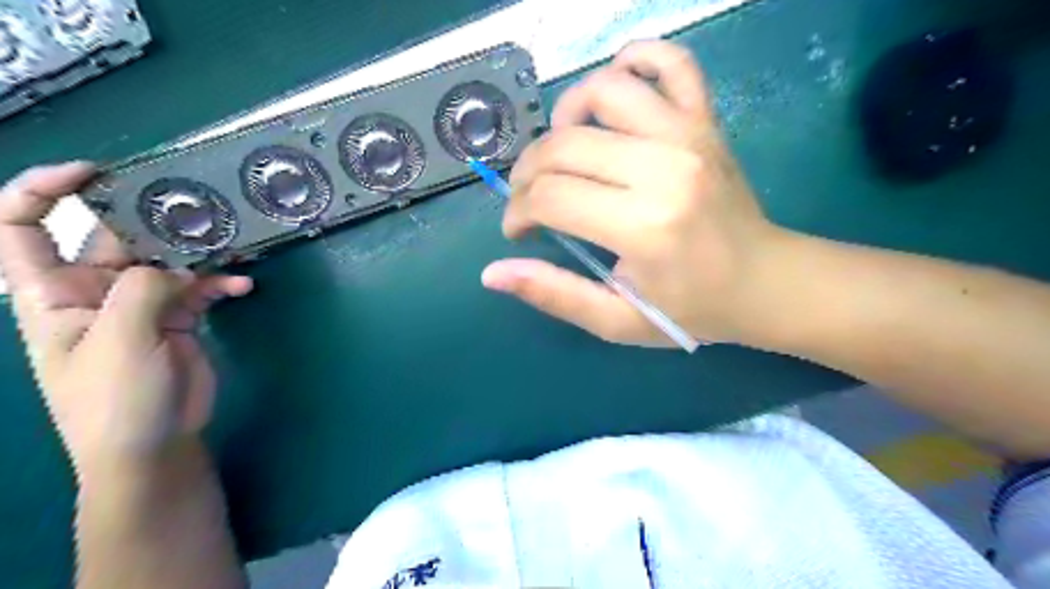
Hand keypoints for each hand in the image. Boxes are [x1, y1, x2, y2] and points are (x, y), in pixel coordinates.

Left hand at [0, 164, 250, 470]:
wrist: (154, 444)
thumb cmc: (115, 400)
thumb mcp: (119, 343)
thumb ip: (142, 292)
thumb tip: (175, 265)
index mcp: (53, 294)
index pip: (21, 228)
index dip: (43, 191)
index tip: (94, 173)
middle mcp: (94, 291)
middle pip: (115, 238)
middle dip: (150, 220)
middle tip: (196, 209)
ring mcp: (141, 305)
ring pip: (167, 260)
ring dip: (197, 252)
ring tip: (229, 245)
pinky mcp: (178, 318)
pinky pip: (200, 288)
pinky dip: (222, 283)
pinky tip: (243, 286)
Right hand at [479, 38, 783, 345]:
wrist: (765, 282)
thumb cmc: (691, 309)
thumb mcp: (617, 320)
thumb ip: (554, 295)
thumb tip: (492, 273)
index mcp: (642, 226)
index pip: (550, 197)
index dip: (518, 212)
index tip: (519, 230)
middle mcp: (663, 168)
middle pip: (564, 146)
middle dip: (527, 173)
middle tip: (530, 200)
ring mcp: (688, 134)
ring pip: (603, 91)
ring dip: (565, 117)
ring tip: (563, 151)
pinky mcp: (706, 120)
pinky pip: (670, 61)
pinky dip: (634, 60)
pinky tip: (613, 92)